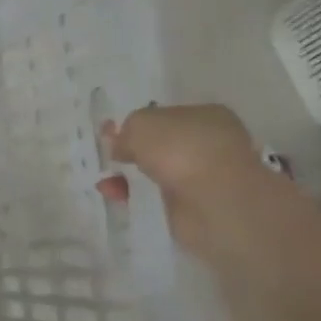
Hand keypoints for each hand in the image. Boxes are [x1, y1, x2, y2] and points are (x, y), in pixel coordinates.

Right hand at [95, 104, 265, 256]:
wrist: (214, 200)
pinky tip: (115, 195)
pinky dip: (134, 195)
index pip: (166, 116)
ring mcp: (203, 176)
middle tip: (108, 157)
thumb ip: (126, 130)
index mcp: (206, 115)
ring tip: (106, 181)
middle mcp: (208, 143)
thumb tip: (121, 144)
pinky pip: (156, 196)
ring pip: (156, 172)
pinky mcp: (194, 205)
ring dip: (129, 176)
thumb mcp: (141, 124)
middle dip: (132, 152)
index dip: (137, 125)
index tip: (112, 134)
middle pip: (160, 145)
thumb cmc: (181, 148)